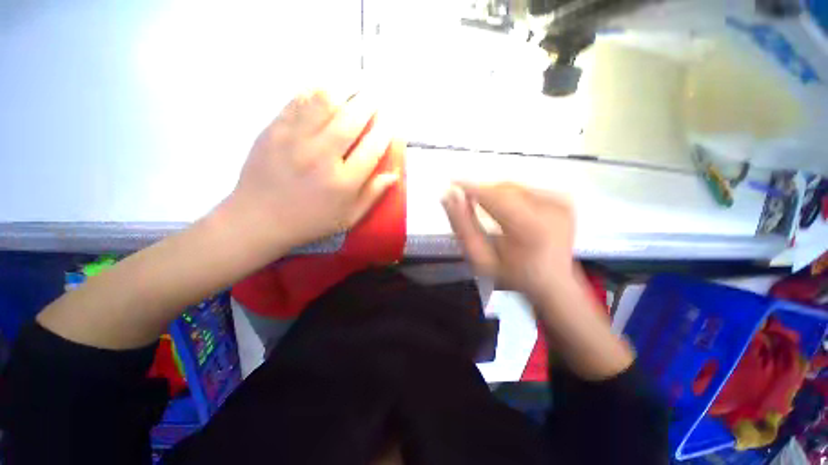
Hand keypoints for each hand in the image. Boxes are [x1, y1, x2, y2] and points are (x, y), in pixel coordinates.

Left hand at [226, 89, 400, 253]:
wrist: (259, 218)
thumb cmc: (311, 221)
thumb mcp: (348, 217)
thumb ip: (373, 195)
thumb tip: (394, 175)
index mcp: (343, 182)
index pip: (373, 148)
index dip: (386, 130)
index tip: (391, 120)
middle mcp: (322, 157)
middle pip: (352, 119)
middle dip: (370, 102)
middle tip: (378, 94)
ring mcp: (295, 140)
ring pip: (325, 101)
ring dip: (345, 87)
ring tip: (356, 82)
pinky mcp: (274, 129)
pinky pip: (298, 100)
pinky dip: (316, 89)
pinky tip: (327, 86)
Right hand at [443, 182, 633, 379]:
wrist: (554, 284)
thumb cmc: (513, 276)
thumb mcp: (481, 259)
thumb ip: (463, 228)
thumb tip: (449, 198)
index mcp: (530, 228)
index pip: (493, 196)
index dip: (470, 187)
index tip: (452, 183)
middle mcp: (550, 209)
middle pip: (504, 189)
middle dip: (483, 193)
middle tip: (467, 202)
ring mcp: (560, 203)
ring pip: (514, 188)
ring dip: (496, 195)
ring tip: (488, 211)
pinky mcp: (563, 201)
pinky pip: (527, 190)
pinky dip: (511, 197)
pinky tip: (508, 212)